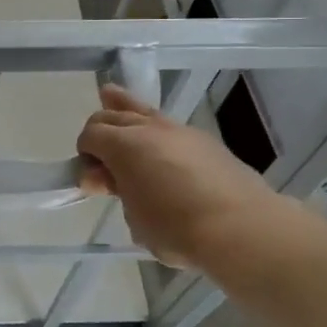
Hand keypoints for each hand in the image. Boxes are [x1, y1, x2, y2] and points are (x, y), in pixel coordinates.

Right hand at [76, 84, 276, 269]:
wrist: (242, 229)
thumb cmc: (176, 229)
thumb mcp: (134, 217)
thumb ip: (118, 192)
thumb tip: (114, 180)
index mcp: (123, 144)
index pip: (90, 135)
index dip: (84, 156)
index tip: (92, 181)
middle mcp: (149, 128)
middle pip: (111, 115)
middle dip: (99, 131)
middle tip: (101, 160)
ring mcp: (180, 131)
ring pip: (143, 110)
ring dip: (124, 111)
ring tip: (111, 98)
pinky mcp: (206, 142)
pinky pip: (168, 127)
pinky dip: (154, 131)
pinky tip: (156, 146)